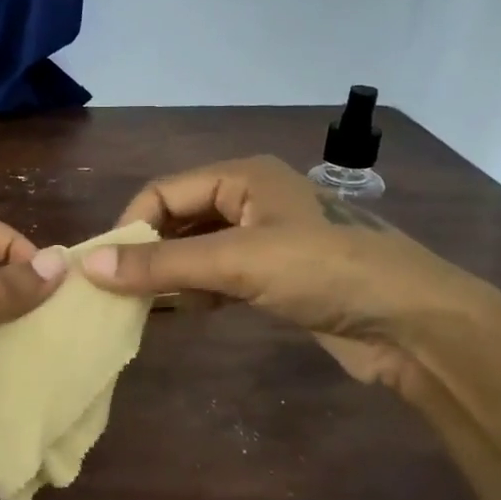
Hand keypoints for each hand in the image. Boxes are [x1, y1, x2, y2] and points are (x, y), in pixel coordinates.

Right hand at [78, 155, 491, 397]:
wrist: (412, 323)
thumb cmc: (324, 272)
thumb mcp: (238, 262)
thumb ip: (163, 265)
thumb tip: (89, 265)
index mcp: (243, 176)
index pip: (165, 192)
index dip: (130, 225)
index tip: (101, 269)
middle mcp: (250, 200)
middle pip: (179, 220)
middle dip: (147, 253)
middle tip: (114, 292)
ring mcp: (265, 240)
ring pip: (197, 251)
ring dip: (168, 276)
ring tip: (136, 308)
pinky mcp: (275, 277)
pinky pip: (218, 277)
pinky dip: (195, 293)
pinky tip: (178, 315)